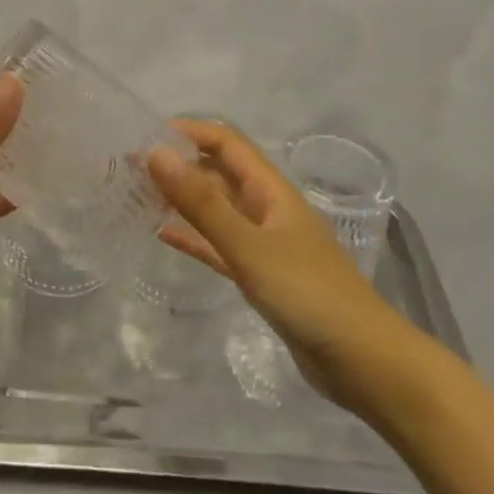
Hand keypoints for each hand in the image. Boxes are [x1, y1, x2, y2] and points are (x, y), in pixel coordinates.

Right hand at [149, 120, 409, 405]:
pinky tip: (165, 235)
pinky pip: (220, 247)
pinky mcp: (263, 277)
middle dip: (180, 165)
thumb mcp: (249, 245)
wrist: (362, 360)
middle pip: (220, 174)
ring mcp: (266, 244)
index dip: (190, 132)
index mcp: (272, 191)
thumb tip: (155, 153)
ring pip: (218, 210)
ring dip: (184, 200)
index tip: (146, 135)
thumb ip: (201, 203)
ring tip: (140, 194)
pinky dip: (194, 237)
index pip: (227, 144)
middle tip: (130, 168)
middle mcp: (268, 209)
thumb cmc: (307, 293)